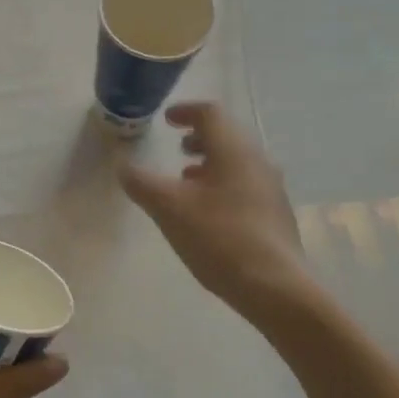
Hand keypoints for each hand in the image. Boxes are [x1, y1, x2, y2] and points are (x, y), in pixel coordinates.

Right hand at [117, 102, 314, 323]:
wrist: (274, 286)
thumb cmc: (219, 238)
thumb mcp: (169, 209)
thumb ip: (142, 183)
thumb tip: (123, 166)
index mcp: (234, 150)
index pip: (211, 114)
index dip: (186, 112)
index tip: (167, 119)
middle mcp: (257, 161)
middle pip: (227, 136)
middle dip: (199, 138)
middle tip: (177, 149)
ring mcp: (271, 188)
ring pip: (237, 162)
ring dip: (211, 163)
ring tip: (187, 180)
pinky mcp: (275, 214)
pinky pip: (246, 185)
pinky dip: (223, 184)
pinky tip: (209, 212)